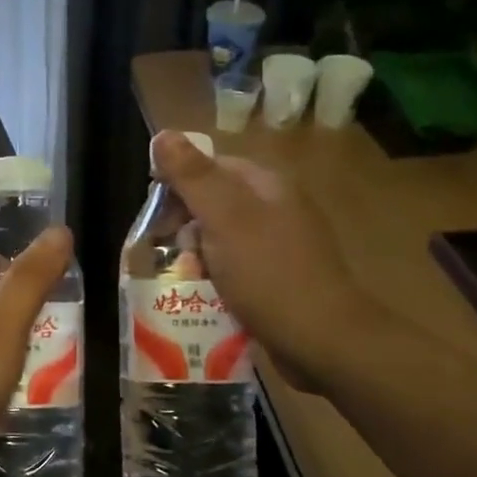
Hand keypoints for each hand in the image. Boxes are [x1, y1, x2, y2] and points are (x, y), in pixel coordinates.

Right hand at [150, 131, 364, 393]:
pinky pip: (231, 271)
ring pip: (217, 241)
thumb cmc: (270, 273)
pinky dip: (213, 281)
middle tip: (173, 255)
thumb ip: (192, 176)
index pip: (209, 167)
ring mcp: (276, 248)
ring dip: (195, 259)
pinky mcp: (274, 282)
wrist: (323, 342)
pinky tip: (203, 298)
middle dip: (183, 228)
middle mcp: (273, 210)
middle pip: (211, 205)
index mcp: (266, 185)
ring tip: (184, 281)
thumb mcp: (225, 218)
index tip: (153, 217)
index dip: (176, 185)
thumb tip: (162, 134)